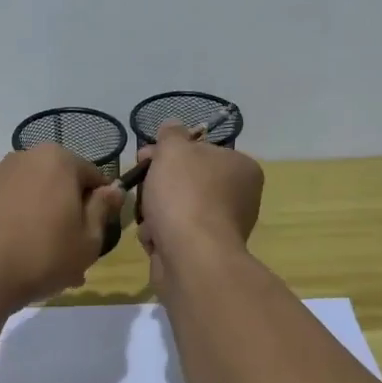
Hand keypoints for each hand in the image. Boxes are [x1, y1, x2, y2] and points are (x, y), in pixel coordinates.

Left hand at [0, 145, 124, 314]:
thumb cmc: (42, 254)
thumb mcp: (88, 239)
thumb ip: (103, 209)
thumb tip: (113, 189)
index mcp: (58, 159)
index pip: (95, 178)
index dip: (102, 209)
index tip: (98, 238)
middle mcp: (27, 157)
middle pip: (64, 187)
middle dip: (73, 218)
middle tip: (76, 258)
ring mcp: (0, 175)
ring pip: (40, 200)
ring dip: (50, 226)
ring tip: (51, 267)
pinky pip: (16, 208)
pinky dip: (25, 228)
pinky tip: (25, 260)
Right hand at [136, 121, 263, 281]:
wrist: (191, 256)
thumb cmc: (185, 194)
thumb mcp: (173, 149)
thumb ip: (171, 133)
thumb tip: (172, 126)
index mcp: (242, 168)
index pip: (201, 151)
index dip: (169, 151)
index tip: (145, 156)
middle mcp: (239, 197)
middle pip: (187, 180)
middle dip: (158, 184)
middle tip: (139, 184)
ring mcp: (222, 227)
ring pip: (177, 208)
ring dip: (155, 211)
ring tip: (149, 218)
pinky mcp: (205, 252)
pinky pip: (175, 234)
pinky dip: (160, 235)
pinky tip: (155, 238)